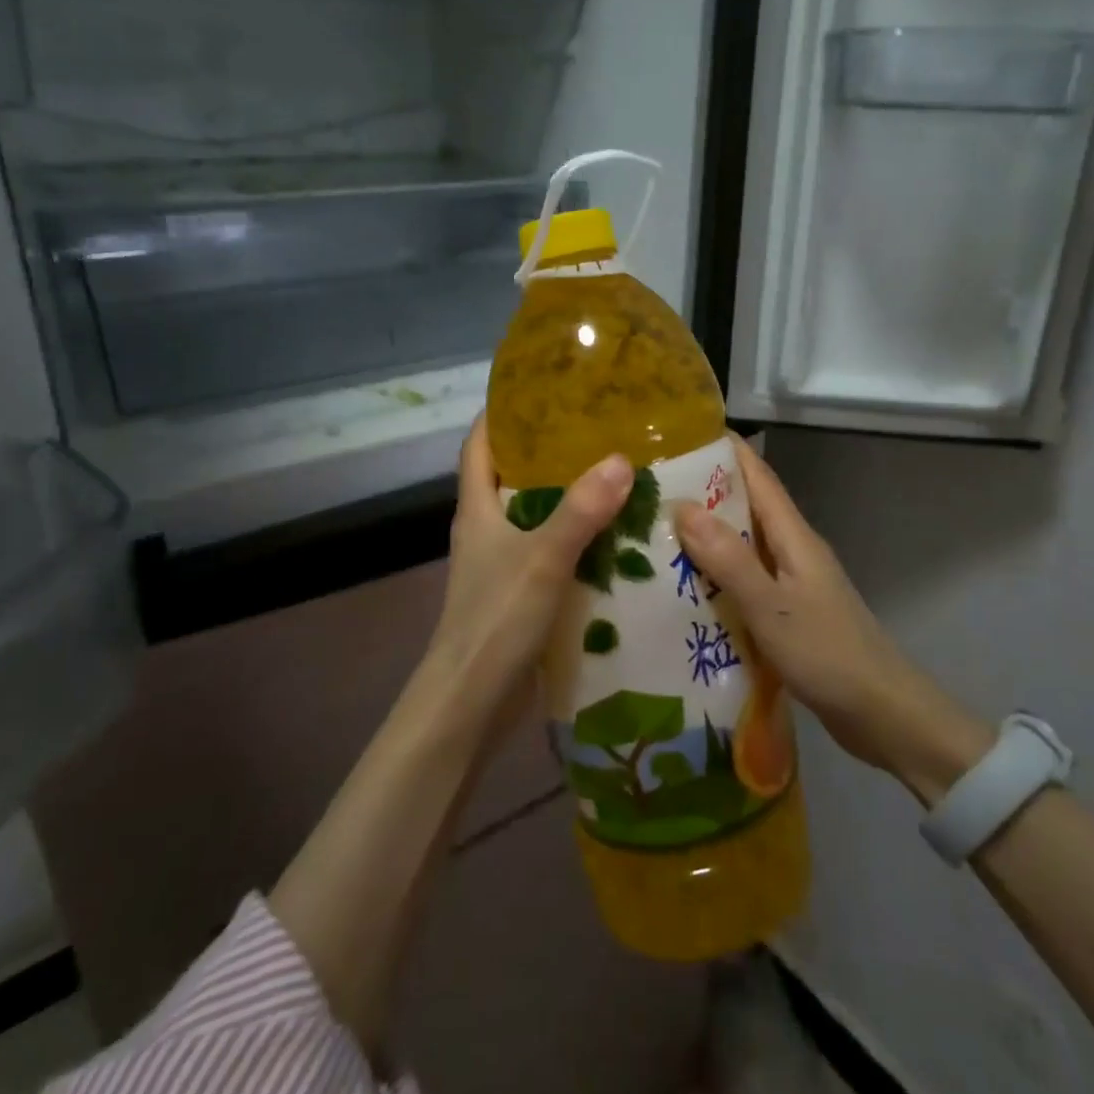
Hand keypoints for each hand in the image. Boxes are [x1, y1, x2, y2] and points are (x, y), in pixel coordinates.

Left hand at [424, 417, 632, 732]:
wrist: (471, 704)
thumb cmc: (495, 621)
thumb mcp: (541, 560)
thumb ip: (580, 511)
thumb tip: (621, 459)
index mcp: (478, 509)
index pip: (480, 444)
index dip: (502, 413)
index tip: (542, 389)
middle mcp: (487, 529)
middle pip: (514, 476)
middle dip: (552, 452)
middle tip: (601, 430)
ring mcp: (503, 565)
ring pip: (539, 517)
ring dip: (572, 499)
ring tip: (622, 477)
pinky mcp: (522, 595)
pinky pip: (554, 554)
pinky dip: (581, 542)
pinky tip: (620, 539)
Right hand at [674, 438, 991, 797]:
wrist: (885, 716)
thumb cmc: (829, 655)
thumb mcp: (772, 607)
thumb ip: (729, 559)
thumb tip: (683, 506)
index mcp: (793, 537)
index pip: (756, 475)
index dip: (723, 449)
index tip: (678, 434)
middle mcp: (792, 550)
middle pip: (745, 506)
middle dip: (701, 491)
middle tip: (648, 489)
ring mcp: (791, 582)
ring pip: (741, 544)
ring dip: (704, 536)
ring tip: (653, 534)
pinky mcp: (788, 612)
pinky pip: (744, 580)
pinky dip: (715, 575)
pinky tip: (683, 589)